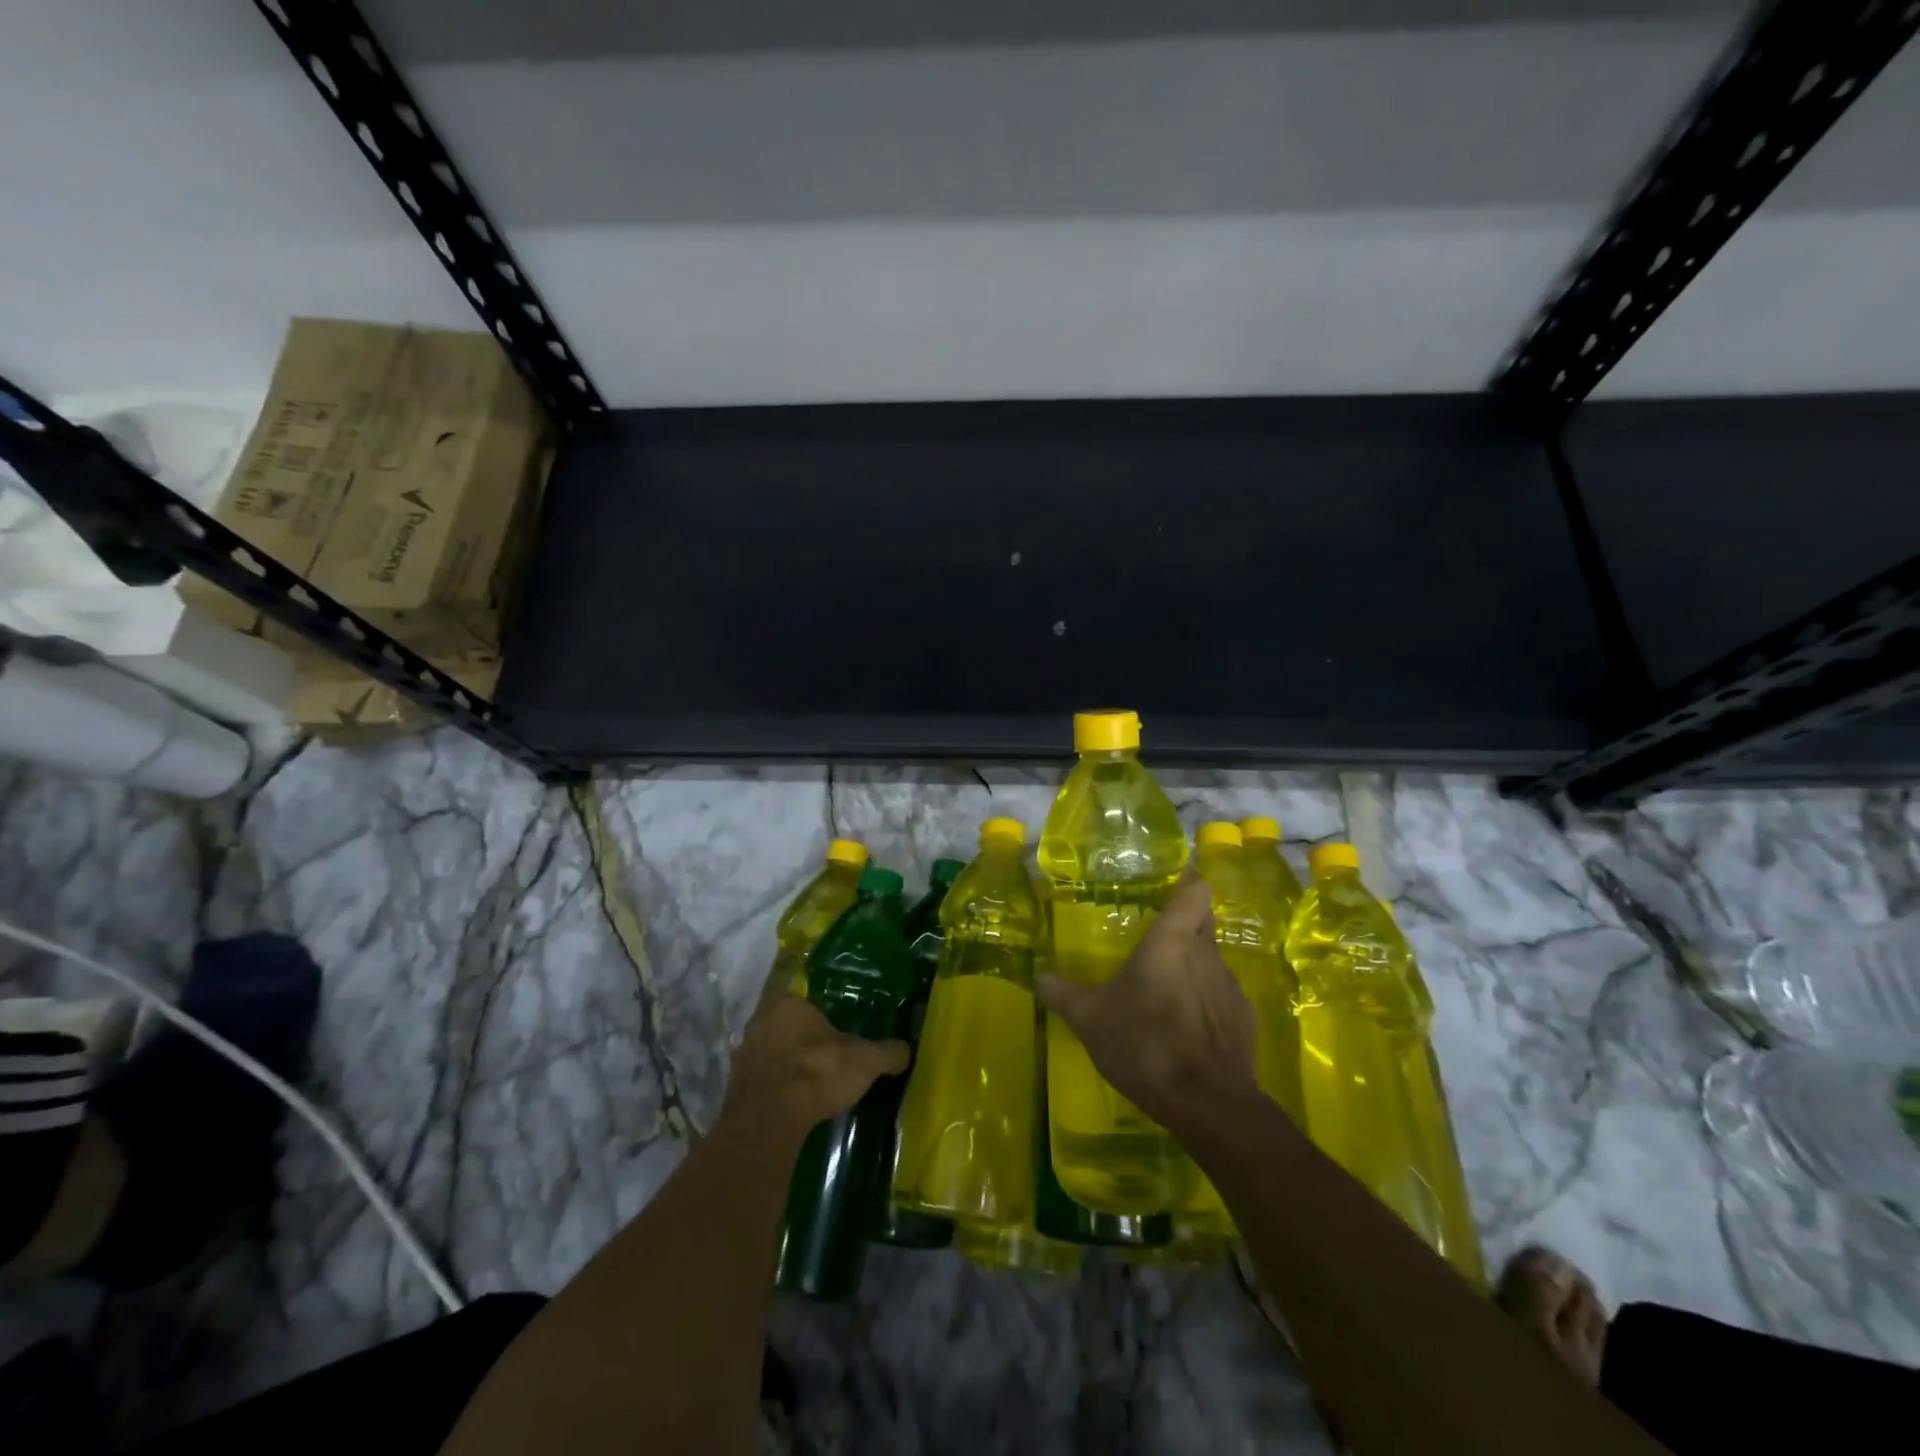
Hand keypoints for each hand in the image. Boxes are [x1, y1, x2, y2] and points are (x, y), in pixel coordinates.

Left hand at [722, 991, 908, 1138]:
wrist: (769, 1121)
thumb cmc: (817, 1072)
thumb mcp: (865, 1060)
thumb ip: (887, 1052)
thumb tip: (907, 1049)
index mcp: (787, 1002)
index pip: (806, 997)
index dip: (822, 1012)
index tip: (838, 1027)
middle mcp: (759, 1021)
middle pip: (787, 1025)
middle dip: (806, 1039)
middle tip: (829, 1054)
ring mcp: (743, 1055)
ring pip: (773, 1053)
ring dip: (789, 1064)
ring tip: (813, 1081)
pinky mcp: (735, 1088)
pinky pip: (763, 1081)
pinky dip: (777, 1088)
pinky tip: (795, 1102)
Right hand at [1036, 874, 1259, 1129]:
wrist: (1208, 1105)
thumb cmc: (1146, 1044)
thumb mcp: (1090, 1019)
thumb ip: (1062, 993)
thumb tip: (1038, 975)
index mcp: (1173, 940)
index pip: (1195, 889)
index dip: (1186, 882)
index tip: (1169, 886)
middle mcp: (1207, 954)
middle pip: (1203, 920)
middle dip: (1184, 922)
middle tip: (1155, 937)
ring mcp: (1231, 987)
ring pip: (1212, 960)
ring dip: (1193, 966)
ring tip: (1166, 990)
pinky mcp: (1244, 1020)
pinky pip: (1222, 996)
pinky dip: (1206, 1002)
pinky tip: (1187, 1028)